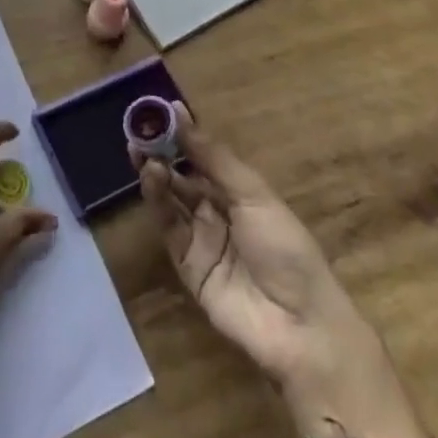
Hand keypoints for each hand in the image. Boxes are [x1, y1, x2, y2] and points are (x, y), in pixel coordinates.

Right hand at [135, 105, 428, 437]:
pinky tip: (150, 178)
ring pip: (172, 200)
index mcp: (241, 192)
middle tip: (138, 131)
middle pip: (184, 177)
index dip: (183, 135)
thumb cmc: (285, 248)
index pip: (205, 157)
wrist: (299, 326)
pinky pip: (169, 229)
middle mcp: (219, 212)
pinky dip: (157, 202)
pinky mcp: (188, 267)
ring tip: (140, 152)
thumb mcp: (253, 193)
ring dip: (156, 174)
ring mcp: (202, 240)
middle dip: (161, 154)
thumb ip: (213, 157)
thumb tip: (179, 113)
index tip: (158, 112)